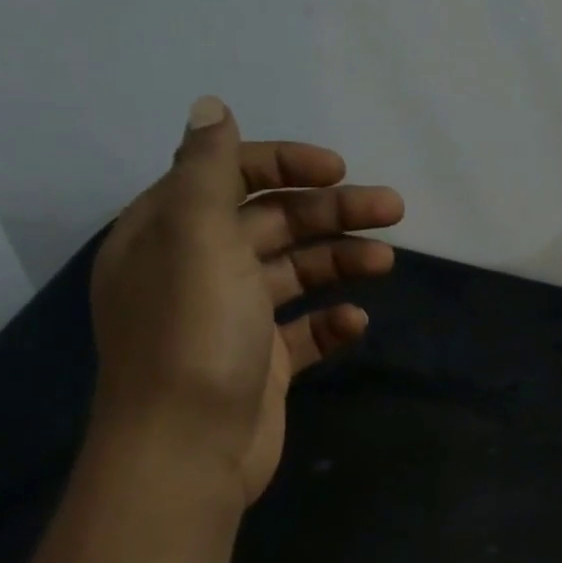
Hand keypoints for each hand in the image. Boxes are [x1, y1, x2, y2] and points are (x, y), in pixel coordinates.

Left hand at [90, 96, 404, 504]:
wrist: (187, 453)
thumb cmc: (192, 336)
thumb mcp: (195, 237)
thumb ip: (207, 170)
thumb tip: (212, 108)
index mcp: (169, 233)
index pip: (227, 176)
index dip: (284, 165)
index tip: (339, 170)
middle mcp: (198, 270)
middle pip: (271, 223)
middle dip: (331, 212)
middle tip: (392, 209)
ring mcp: (232, 320)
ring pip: (294, 274)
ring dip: (340, 261)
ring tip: (386, 261)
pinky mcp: (260, 364)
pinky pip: (303, 331)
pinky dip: (331, 322)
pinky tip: (356, 321)